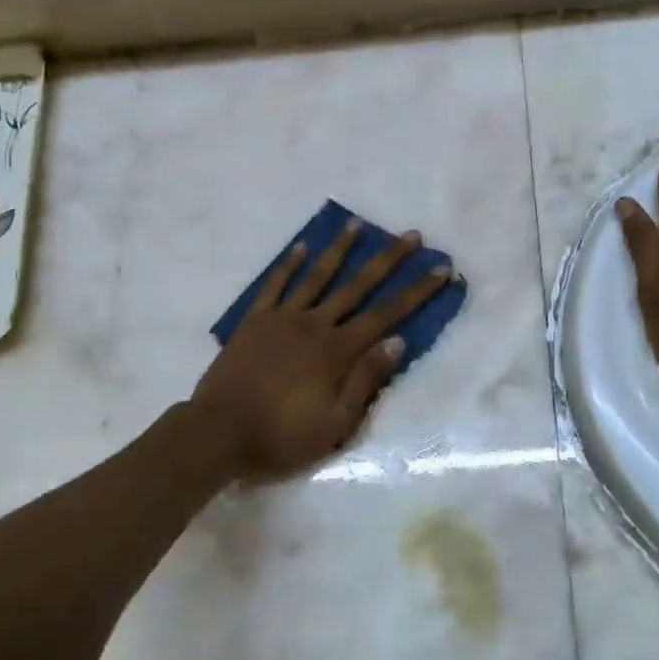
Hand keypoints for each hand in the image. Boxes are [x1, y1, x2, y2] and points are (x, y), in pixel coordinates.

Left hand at [191, 220, 450, 478]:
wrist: (218, 433)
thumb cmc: (281, 435)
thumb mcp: (335, 423)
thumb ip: (366, 380)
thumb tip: (397, 341)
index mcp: (338, 351)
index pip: (387, 315)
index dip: (417, 291)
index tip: (440, 269)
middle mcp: (315, 324)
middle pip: (358, 285)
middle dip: (388, 259)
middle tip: (410, 235)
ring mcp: (283, 318)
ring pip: (317, 276)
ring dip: (340, 249)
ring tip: (357, 224)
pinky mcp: (254, 321)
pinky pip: (275, 285)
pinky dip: (289, 265)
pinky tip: (301, 247)